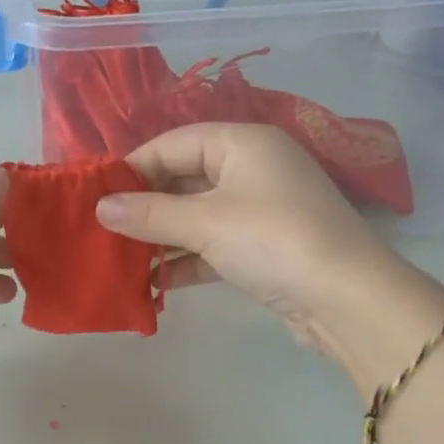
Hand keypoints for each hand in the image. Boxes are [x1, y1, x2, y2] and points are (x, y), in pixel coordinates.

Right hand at [97, 123, 443, 369]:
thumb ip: (149, 213)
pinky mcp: (263, 247)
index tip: (96, 195)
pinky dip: (184, 260)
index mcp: (242, 143)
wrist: (348, 300)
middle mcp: (252, 168)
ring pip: (196, 215)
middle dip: (144, 206)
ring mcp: (260, 209)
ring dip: (160, 237)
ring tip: (118, 258)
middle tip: (103, 230)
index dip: (133, 167)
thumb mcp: (204, 222)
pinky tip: (152, 283)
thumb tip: (100, 207)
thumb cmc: (272, 240)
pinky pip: (212, 244)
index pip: (173, 143)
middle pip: (183, 179)